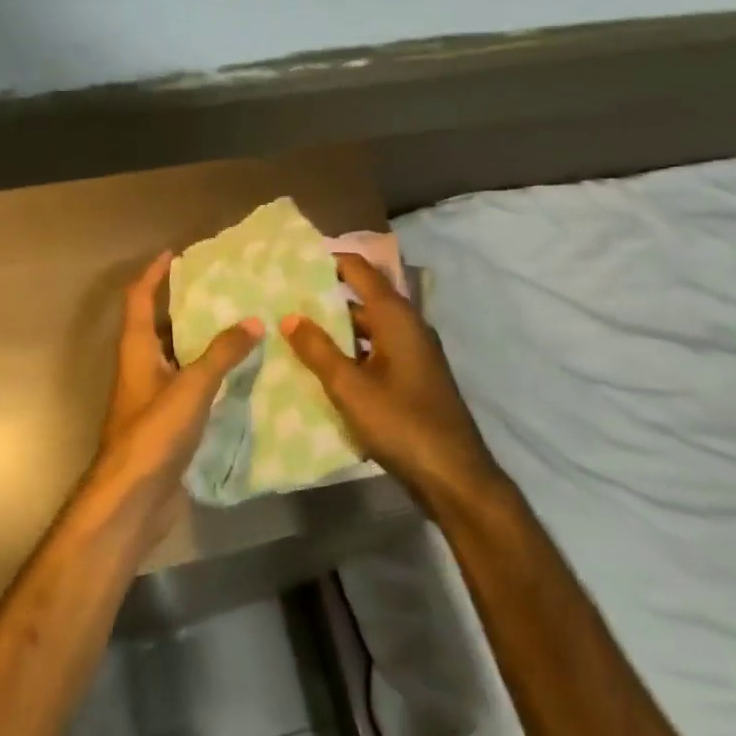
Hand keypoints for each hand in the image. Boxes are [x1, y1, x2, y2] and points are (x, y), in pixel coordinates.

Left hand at [82, 252, 262, 534]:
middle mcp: (142, 369)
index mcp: (136, 352)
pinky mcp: (167, 425)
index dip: (153, 275)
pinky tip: (240, 377)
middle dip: (187, 307)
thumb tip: (253, 321)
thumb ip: (220, 354)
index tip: (174, 254)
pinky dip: (211, 377)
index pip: (139, 300)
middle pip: (160, 327)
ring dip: (203, 343)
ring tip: (241, 326)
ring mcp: (153, 400)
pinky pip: (191, 389)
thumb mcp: (190, 388)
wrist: (132, 501)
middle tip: (224, 291)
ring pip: (179, 359)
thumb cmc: (153, 435)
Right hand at [282, 253, 498, 507]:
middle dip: (324, 298)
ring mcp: (412, 354)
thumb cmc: (402, 424)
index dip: (330, 260)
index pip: (361, 271)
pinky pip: (374, 352)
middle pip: (362, 299)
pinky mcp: (411, 378)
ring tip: (292, 332)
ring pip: (367, 329)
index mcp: (396, 318)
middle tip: (283, 300)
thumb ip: (318, 350)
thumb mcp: (351, 388)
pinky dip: (349, 353)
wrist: (453, 476)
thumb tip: (289, 316)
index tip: (294, 260)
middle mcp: (407, 327)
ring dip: (335, 329)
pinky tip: (321, 367)